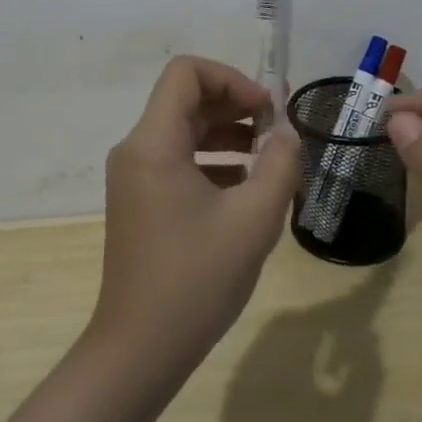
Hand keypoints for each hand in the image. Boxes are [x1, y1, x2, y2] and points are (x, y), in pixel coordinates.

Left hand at [88, 57, 301, 380]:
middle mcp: (136, 150)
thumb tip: (288, 132)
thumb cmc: (196, 279)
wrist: (140, 349)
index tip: (267, 110)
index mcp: (153, 142)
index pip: (186, 72)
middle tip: (277, 132)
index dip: (232, 79)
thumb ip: (279, 164)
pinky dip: (213, 161)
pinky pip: (177, 160)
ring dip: (228, 134)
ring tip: (270, 161)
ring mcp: (134, 177)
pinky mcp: (140, 200)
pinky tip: (247, 189)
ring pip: (183, 130)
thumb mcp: (253, 220)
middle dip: (236, 106)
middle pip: (186, 99)